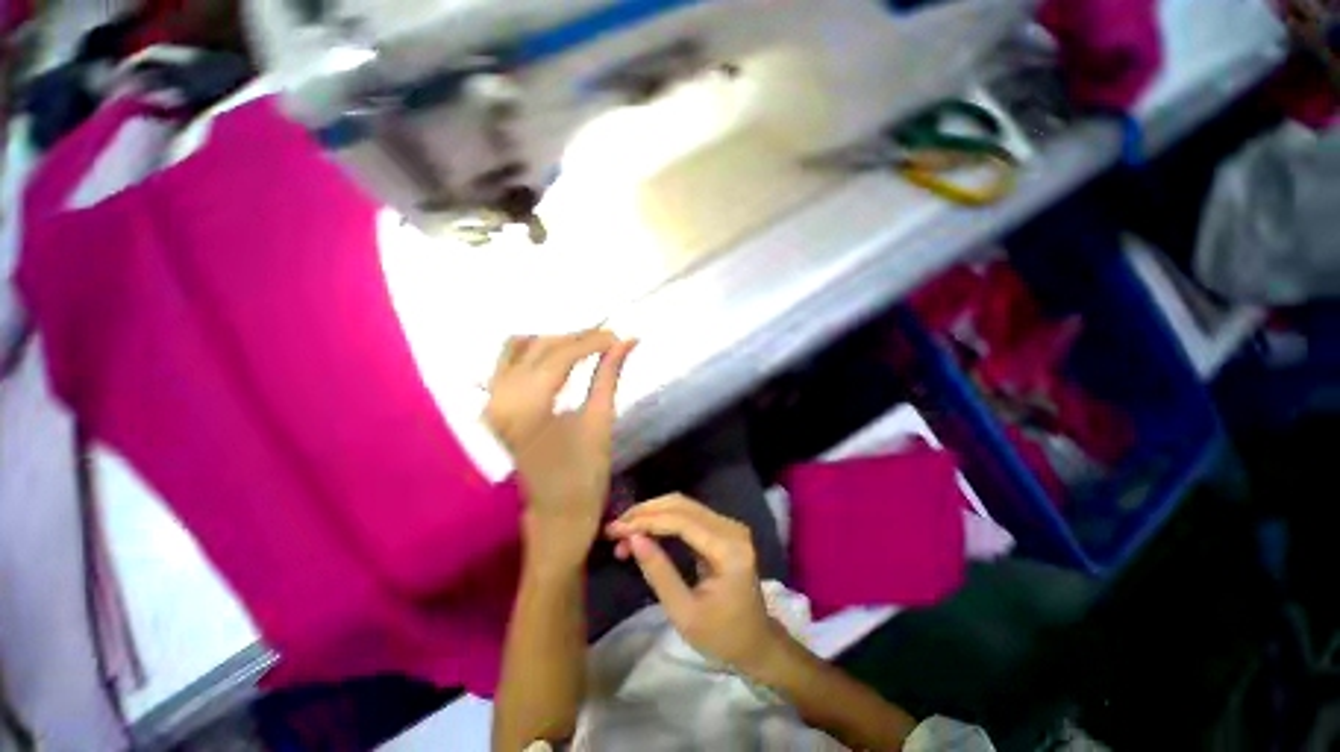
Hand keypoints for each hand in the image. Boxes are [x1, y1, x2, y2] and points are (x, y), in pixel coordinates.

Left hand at [487, 331, 636, 572]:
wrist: (556, 512)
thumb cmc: (584, 474)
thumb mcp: (600, 421)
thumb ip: (609, 376)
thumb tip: (628, 341)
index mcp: (528, 410)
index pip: (560, 356)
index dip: (592, 341)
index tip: (619, 336)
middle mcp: (501, 400)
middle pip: (540, 347)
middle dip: (578, 338)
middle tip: (610, 340)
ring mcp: (492, 401)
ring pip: (520, 348)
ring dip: (555, 341)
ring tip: (587, 346)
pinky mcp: (494, 405)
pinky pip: (508, 362)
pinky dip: (533, 350)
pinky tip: (558, 354)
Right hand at [606, 494, 783, 671]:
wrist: (756, 641)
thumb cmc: (722, 636)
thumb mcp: (684, 613)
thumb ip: (659, 572)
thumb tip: (633, 538)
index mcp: (728, 549)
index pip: (681, 521)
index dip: (645, 521)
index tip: (614, 529)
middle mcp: (731, 528)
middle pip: (681, 505)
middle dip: (645, 513)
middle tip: (615, 528)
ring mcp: (729, 525)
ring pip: (682, 505)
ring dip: (651, 514)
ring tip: (624, 532)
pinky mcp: (722, 528)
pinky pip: (688, 514)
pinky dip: (662, 520)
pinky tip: (643, 531)